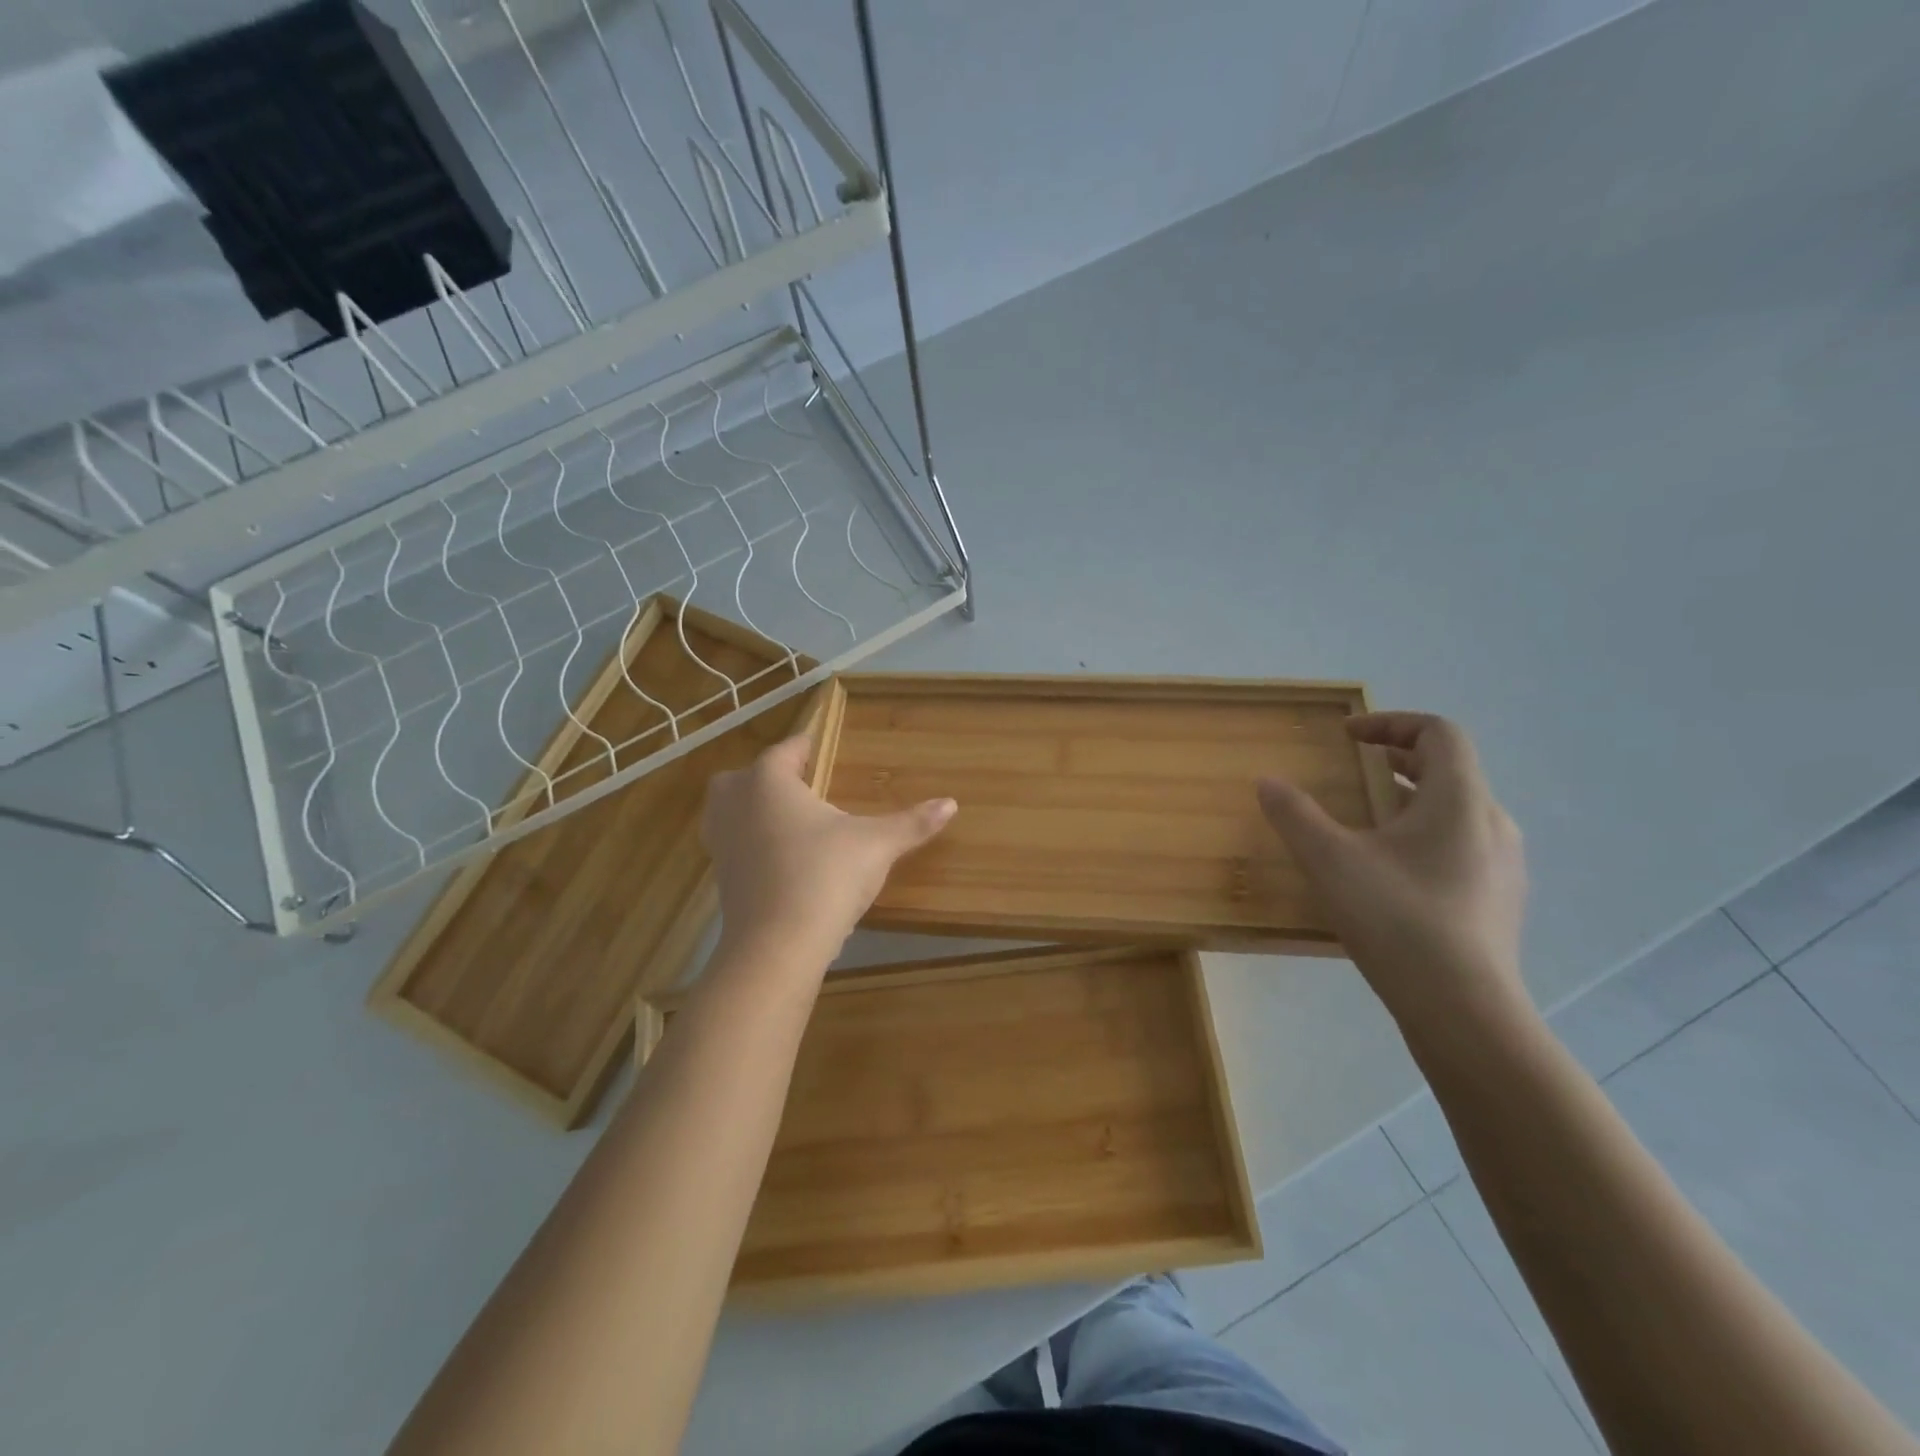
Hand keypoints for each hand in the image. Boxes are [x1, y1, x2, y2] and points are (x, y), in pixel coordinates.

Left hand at [701, 735, 956, 964]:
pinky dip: (751, 845)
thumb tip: (951, 803)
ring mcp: (722, 842)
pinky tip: (783, 860)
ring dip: (752, 810)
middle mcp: (736, 804)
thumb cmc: (825, 876)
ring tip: (790, 821)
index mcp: (769, 782)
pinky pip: (733, 846)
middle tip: (802, 786)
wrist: (777, 946)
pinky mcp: (721, 878)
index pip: (787, 750)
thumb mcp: (876, 845)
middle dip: (768, 776)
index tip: (822, 746)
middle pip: (744, 777)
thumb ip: (911, 822)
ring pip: (729, 812)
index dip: (806, 746)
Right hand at [1257, 712, 1528, 1028]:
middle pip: (1449, 769)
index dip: (1391, 722)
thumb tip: (1267, 782)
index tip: (1348, 736)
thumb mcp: (1330, 860)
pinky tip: (1391, 872)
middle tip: (1354, 768)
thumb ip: (1295, 815)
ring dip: (1411, 799)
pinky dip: (1424, 835)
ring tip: (1368, 819)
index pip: (1438, 732)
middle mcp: (1492, 823)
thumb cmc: (1398, 920)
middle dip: (1397, 759)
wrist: (1464, 1010)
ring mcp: (1504, 866)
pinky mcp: (1499, 901)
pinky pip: (1462, 846)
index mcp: (1460, 800)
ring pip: (1457, 810)